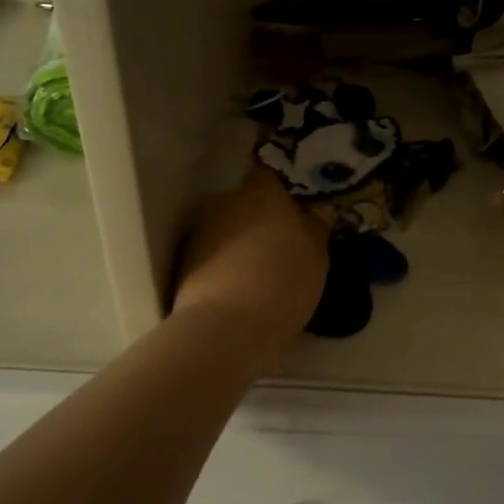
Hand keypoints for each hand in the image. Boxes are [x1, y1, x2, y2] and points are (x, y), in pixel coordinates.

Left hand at [173, 170, 328, 346]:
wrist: (226, 325)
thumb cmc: (283, 281)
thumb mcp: (317, 258)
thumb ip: (317, 229)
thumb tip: (320, 212)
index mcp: (262, 192)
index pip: (267, 177)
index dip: (278, 196)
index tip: (290, 218)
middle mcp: (226, 202)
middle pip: (243, 203)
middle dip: (256, 220)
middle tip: (276, 249)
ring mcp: (200, 230)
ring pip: (224, 229)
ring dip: (237, 244)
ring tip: (256, 275)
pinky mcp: (183, 261)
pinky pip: (210, 255)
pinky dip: (221, 266)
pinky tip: (236, 291)